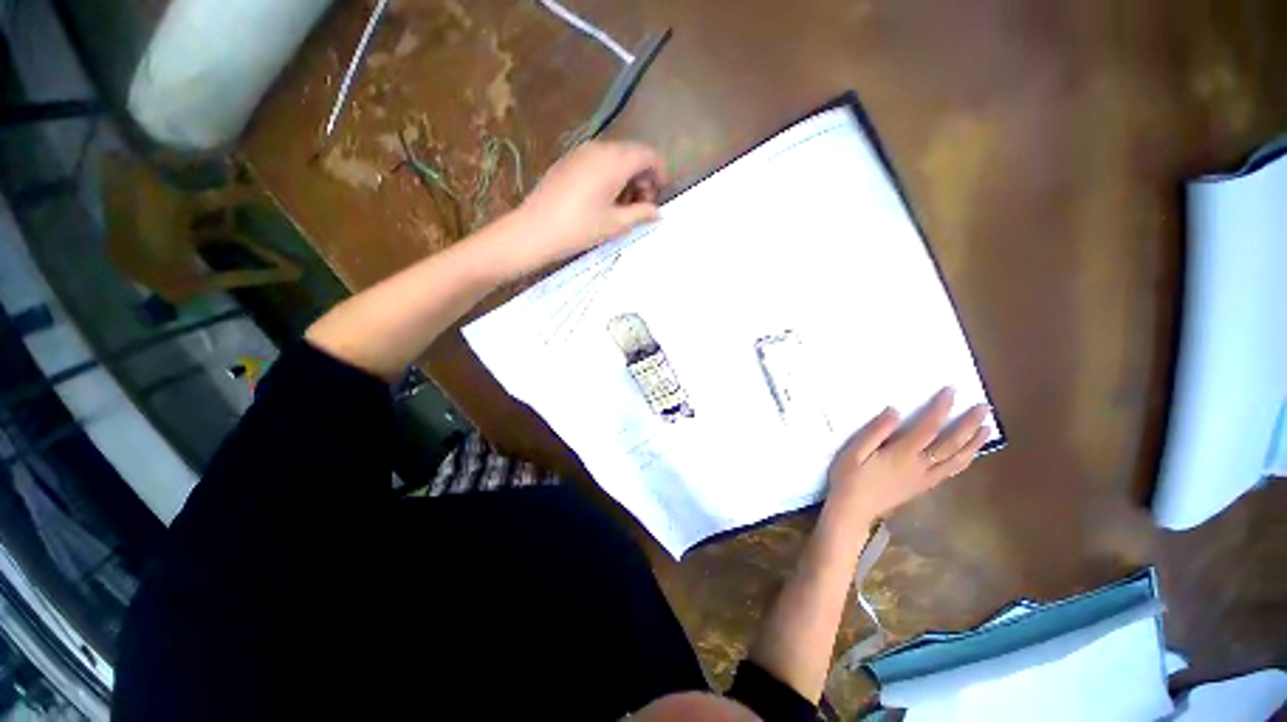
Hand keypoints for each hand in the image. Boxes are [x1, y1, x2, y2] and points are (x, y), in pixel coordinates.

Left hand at [508, 141, 666, 271]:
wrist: (535, 229)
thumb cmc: (580, 228)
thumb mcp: (616, 224)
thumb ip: (641, 214)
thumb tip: (658, 213)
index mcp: (615, 161)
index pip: (648, 154)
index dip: (660, 171)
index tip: (660, 193)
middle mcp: (600, 148)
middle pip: (631, 154)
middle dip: (642, 177)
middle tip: (641, 206)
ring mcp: (581, 152)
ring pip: (614, 158)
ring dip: (626, 177)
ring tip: (622, 207)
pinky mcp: (568, 161)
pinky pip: (597, 161)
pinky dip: (609, 175)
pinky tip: (603, 200)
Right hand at [824, 388, 990, 523]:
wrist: (853, 510)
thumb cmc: (850, 477)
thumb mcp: (854, 451)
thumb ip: (875, 431)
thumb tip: (894, 411)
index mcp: (902, 454)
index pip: (928, 427)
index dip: (941, 408)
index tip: (952, 391)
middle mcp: (920, 465)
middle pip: (951, 443)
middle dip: (969, 424)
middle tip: (984, 407)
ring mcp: (925, 478)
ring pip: (957, 460)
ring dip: (974, 444)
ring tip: (986, 429)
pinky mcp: (924, 487)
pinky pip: (951, 472)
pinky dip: (964, 460)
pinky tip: (969, 455)